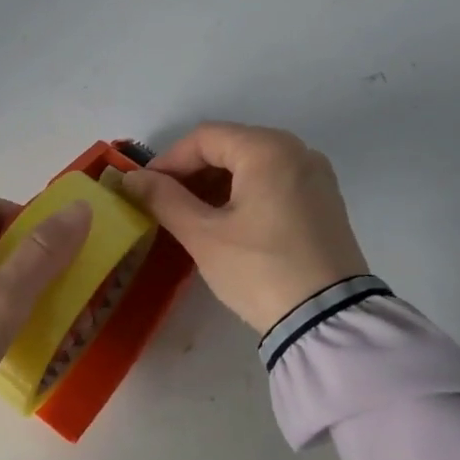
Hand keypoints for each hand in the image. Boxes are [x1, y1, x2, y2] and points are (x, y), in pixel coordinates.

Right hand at [120, 122, 368, 333]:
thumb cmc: (260, 270)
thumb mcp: (204, 235)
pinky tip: (227, 223)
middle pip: (230, 146)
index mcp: (268, 149)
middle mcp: (298, 151)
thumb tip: (131, 178)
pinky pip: (274, 182)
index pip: (204, 138)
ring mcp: (316, 176)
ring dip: (216, 184)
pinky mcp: (325, 201)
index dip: (167, 160)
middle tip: (164, 204)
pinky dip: (244, 193)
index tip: (143, 189)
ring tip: (191, 216)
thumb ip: (164, 199)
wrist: (329, 322)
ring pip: (252, 164)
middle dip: (192, 172)